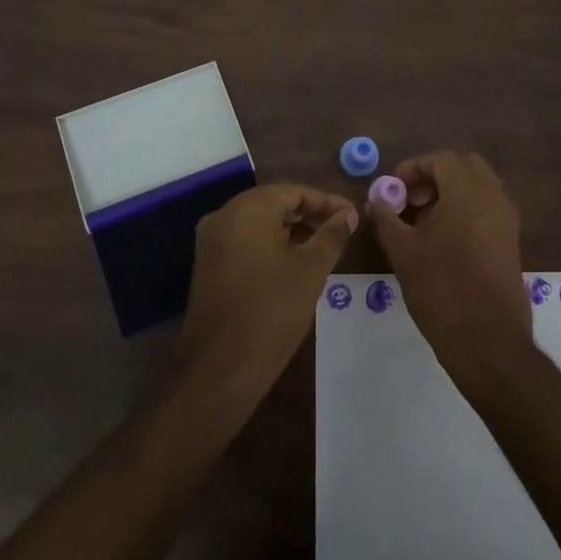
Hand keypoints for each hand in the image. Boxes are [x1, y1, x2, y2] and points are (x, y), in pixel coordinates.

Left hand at [177, 184, 357, 398]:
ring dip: (291, 230)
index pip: (293, 191)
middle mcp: (224, 215)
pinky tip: (294, 263)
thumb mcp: (311, 270)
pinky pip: (244, 241)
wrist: (220, 367)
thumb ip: (331, 235)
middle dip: (309, 214)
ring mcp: (211, 240)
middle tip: (342, 230)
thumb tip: (348, 214)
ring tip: (324, 247)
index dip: (326, 202)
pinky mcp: (208, 264)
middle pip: (274, 203)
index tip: (352, 215)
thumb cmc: (272, 311)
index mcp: (248, 209)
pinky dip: (270, 244)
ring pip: (258, 223)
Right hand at [363, 151, 530, 385]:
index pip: (442, 159)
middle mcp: (493, 198)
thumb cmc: (441, 290)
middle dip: (435, 176)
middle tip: (411, 199)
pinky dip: (465, 210)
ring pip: (478, 188)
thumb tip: (376, 200)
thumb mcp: (403, 251)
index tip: (394, 189)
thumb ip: (387, 218)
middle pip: (465, 167)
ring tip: (421, 222)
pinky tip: (441, 239)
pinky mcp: (511, 242)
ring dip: (450, 193)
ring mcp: (507, 220)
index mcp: (468, 192)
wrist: (488, 341)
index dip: (414, 167)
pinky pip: (487, 209)